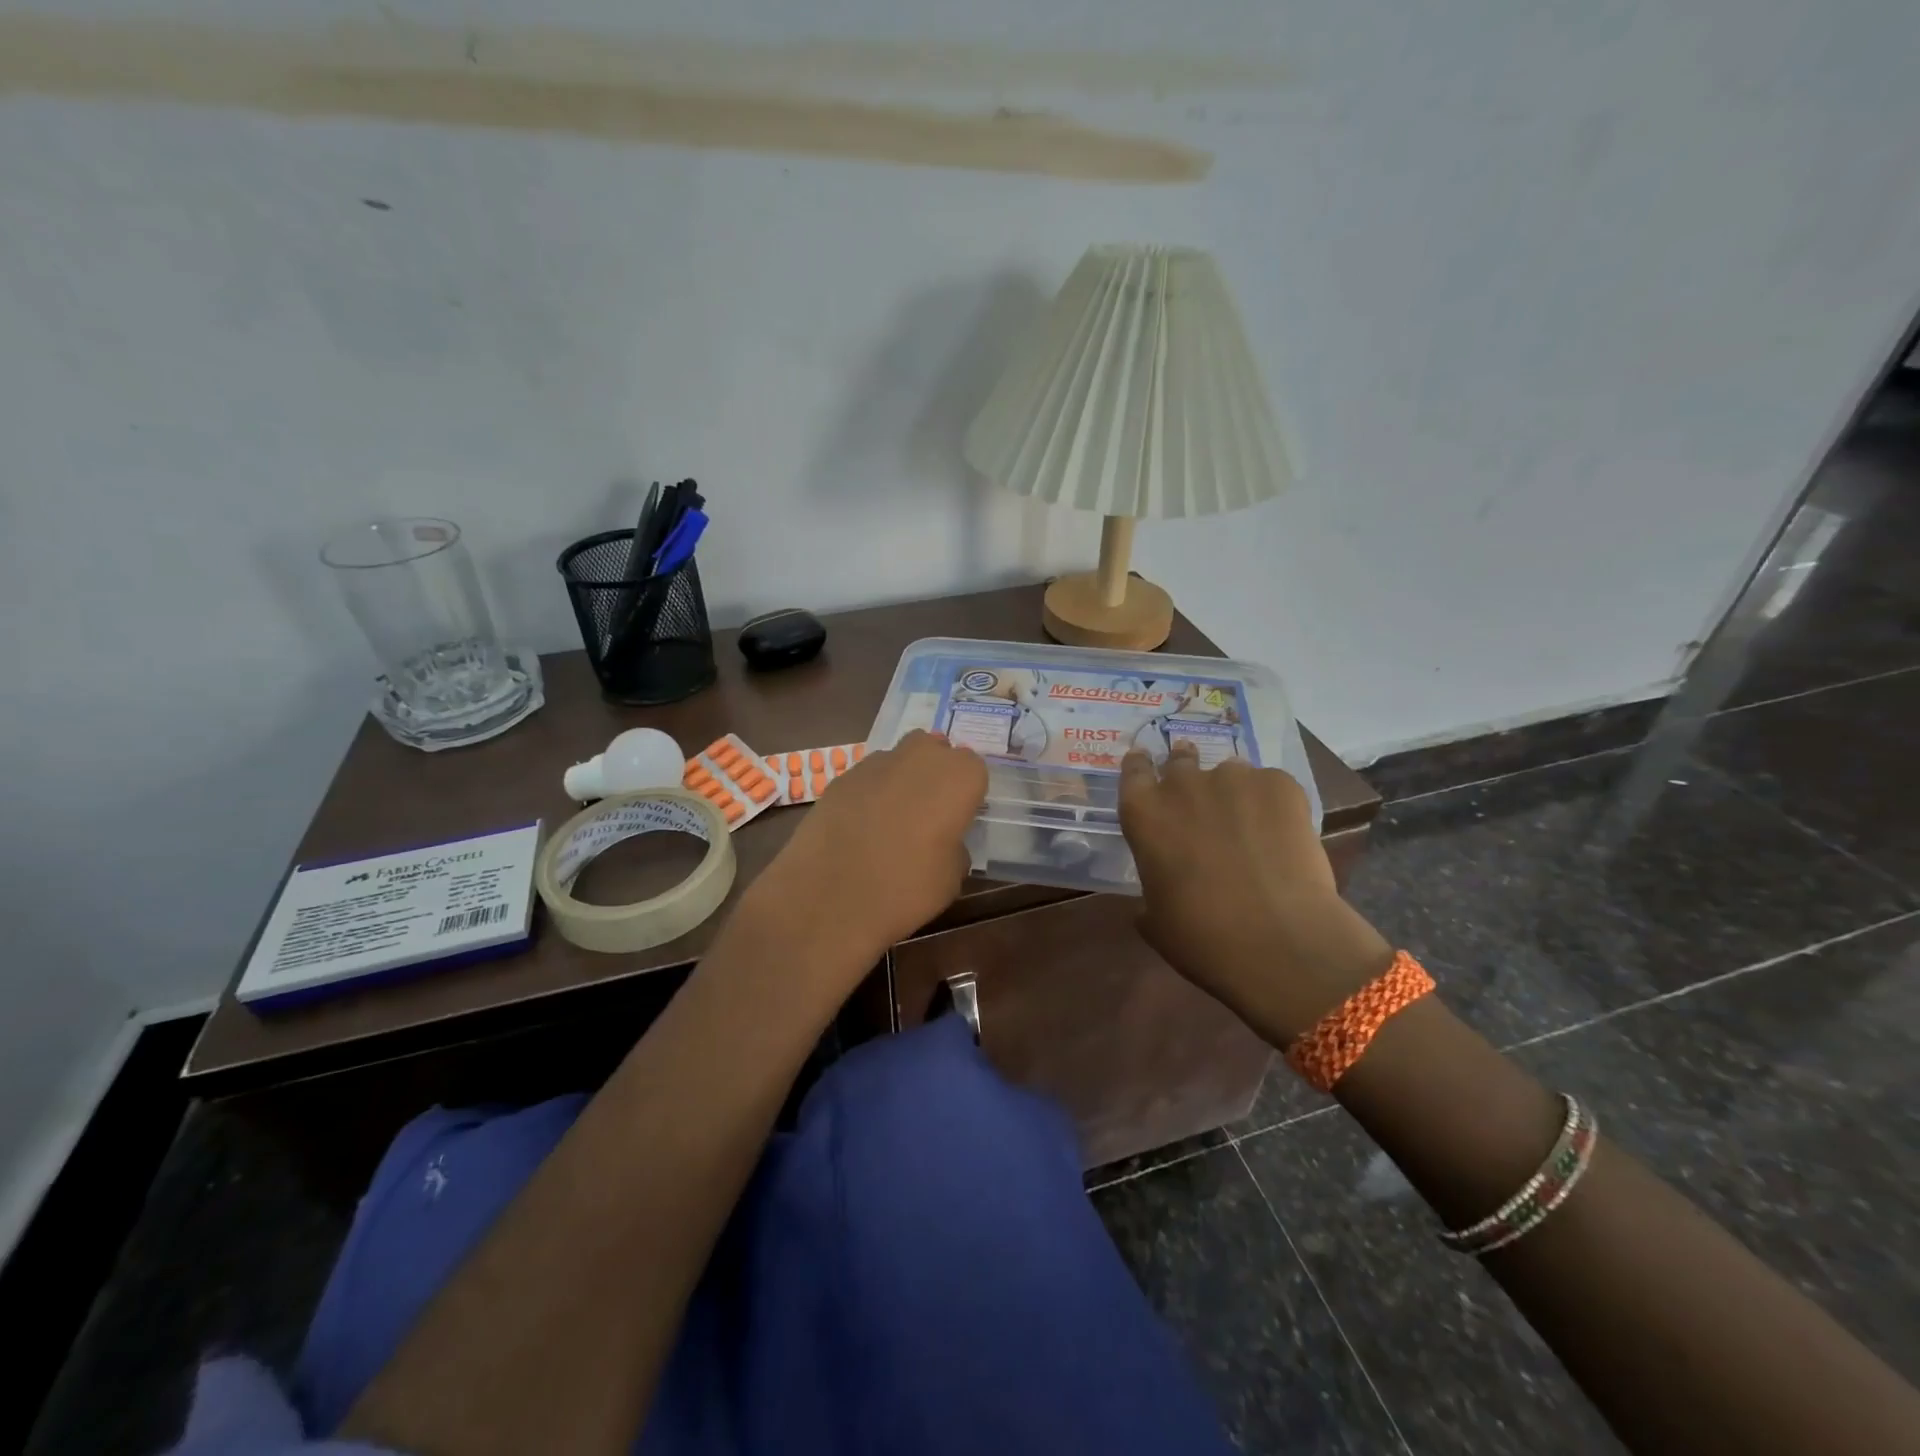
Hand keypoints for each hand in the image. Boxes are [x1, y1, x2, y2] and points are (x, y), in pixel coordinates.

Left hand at [751, 731, 986, 964]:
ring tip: (892, 821)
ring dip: (902, 780)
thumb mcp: (951, 877)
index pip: (973, 769)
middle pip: (934, 750)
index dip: (967, 793)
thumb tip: (944, 841)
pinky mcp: (841, 777)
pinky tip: (860, 827)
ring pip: (899, 759)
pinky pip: (867, 778)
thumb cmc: (907, 888)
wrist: (831, 898)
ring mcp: (876, 763)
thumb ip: (954, 846)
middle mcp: (920, 757)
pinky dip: (869, 794)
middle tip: (929, 813)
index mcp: (958, 777)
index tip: (959, 819)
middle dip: (934, 773)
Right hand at [1118, 743, 1392, 1039]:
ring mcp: (1234, 779)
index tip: (1147, 767)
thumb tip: (1164, 881)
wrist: (1280, 943)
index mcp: (1144, 813)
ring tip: (1248, 824)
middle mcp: (1183, 784)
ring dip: (1231, 791)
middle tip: (1199, 797)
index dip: (1141, 767)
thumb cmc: (1201, 938)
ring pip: (1229, 772)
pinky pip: (1270, 784)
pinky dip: (1272, 803)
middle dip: (1186, 770)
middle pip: (1180, 759)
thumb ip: (1152, 884)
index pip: (1133, 770)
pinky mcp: (1281, 785)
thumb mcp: (1156, 917)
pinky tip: (1282, 835)